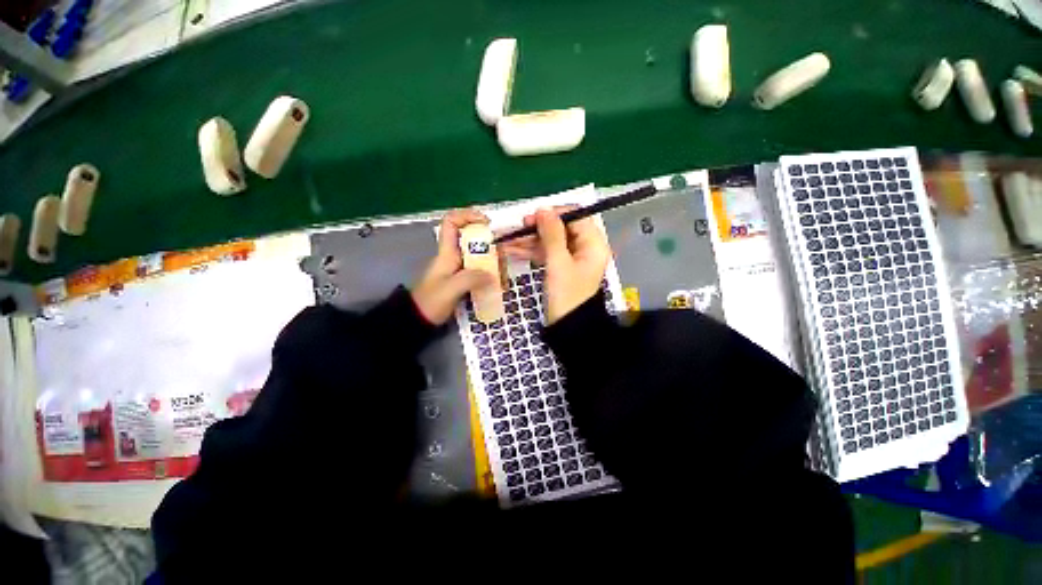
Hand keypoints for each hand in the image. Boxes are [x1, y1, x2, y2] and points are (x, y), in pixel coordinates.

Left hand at [411, 209, 494, 324]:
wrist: (419, 320)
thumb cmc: (430, 302)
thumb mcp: (450, 289)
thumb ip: (470, 279)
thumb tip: (492, 274)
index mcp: (446, 252)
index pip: (451, 222)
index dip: (467, 215)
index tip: (486, 222)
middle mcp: (453, 256)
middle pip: (471, 237)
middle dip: (489, 241)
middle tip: (503, 252)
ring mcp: (459, 268)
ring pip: (477, 255)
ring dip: (492, 259)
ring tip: (504, 270)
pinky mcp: (463, 280)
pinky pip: (479, 269)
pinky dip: (490, 272)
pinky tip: (499, 281)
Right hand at [504, 208, 609, 323]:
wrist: (567, 328)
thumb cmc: (566, 296)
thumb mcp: (558, 263)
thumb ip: (552, 234)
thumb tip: (543, 209)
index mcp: (593, 244)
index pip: (577, 217)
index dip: (555, 214)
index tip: (534, 216)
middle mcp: (585, 248)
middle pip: (562, 228)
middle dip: (538, 228)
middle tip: (518, 228)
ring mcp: (572, 258)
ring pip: (551, 241)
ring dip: (531, 240)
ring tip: (508, 240)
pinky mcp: (561, 268)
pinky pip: (547, 253)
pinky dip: (532, 251)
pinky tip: (513, 250)